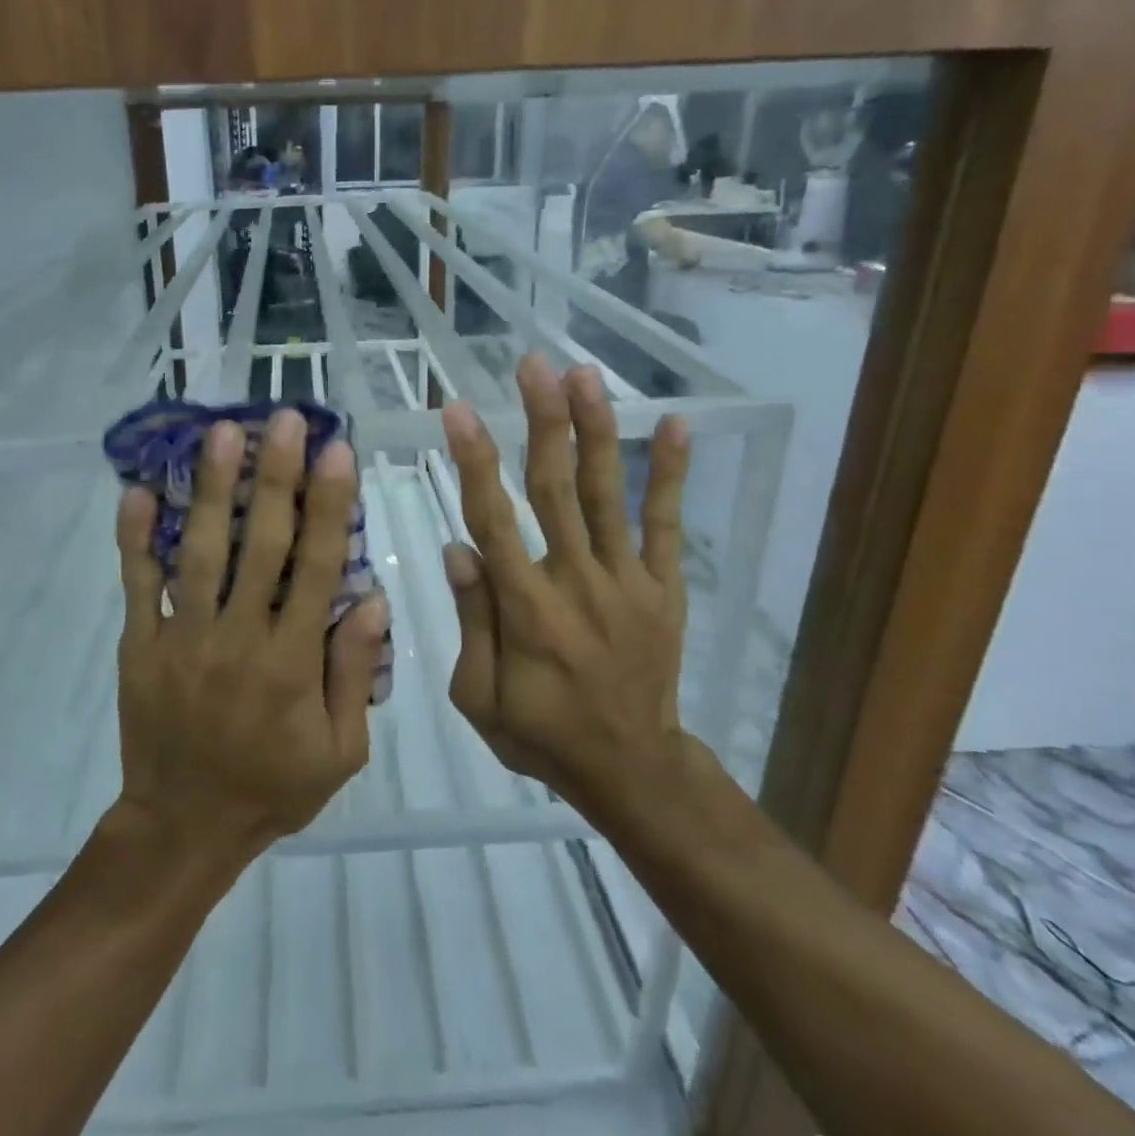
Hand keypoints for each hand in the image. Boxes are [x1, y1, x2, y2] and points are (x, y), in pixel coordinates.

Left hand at [112, 410, 386, 867]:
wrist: (182, 828)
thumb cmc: (272, 787)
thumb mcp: (340, 751)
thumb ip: (355, 674)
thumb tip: (374, 599)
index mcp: (291, 661)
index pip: (315, 567)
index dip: (328, 505)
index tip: (336, 451)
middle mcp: (237, 637)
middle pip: (260, 543)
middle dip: (275, 475)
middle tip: (282, 419)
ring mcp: (182, 637)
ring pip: (199, 551)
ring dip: (210, 488)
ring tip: (219, 432)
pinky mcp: (140, 645)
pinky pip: (136, 585)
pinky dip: (134, 538)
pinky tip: (135, 490)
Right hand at [440, 353, 694, 818]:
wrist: (631, 770)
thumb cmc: (541, 734)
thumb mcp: (480, 697)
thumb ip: (473, 620)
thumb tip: (457, 547)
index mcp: (526, 609)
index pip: (493, 520)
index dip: (475, 461)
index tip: (459, 410)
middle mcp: (576, 582)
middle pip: (555, 489)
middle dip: (542, 421)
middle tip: (533, 365)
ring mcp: (627, 581)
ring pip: (605, 493)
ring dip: (596, 430)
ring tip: (584, 375)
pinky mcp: (663, 587)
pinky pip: (665, 524)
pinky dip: (672, 474)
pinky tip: (677, 424)